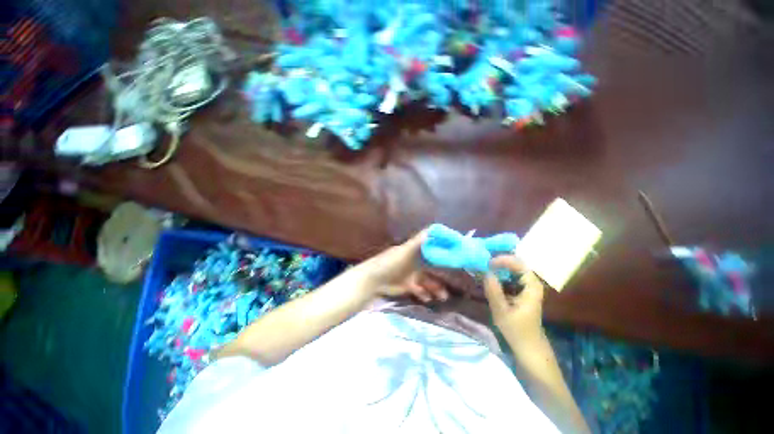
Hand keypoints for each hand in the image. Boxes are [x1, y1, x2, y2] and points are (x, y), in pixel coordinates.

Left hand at [351, 230, 448, 302]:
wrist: (373, 280)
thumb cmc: (390, 263)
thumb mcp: (405, 251)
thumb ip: (419, 241)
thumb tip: (434, 229)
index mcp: (414, 251)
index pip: (431, 248)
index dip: (442, 250)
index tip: (455, 254)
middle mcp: (414, 261)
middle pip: (431, 266)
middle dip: (442, 273)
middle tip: (455, 280)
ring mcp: (411, 274)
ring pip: (427, 280)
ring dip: (436, 288)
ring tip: (444, 297)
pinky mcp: (407, 285)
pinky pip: (419, 290)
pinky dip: (424, 294)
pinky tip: (428, 299)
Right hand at [484, 255, 545, 348]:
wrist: (529, 347)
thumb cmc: (517, 331)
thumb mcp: (502, 311)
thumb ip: (494, 291)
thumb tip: (486, 272)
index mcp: (532, 287)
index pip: (520, 265)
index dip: (504, 260)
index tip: (488, 263)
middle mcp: (531, 284)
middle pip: (516, 265)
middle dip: (500, 262)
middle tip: (484, 264)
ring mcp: (527, 288)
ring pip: (513, 270)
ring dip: (499, 267)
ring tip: (484, 268)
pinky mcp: (521, 292)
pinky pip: (510, 277)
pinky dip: (500, 275)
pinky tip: (490, 278)